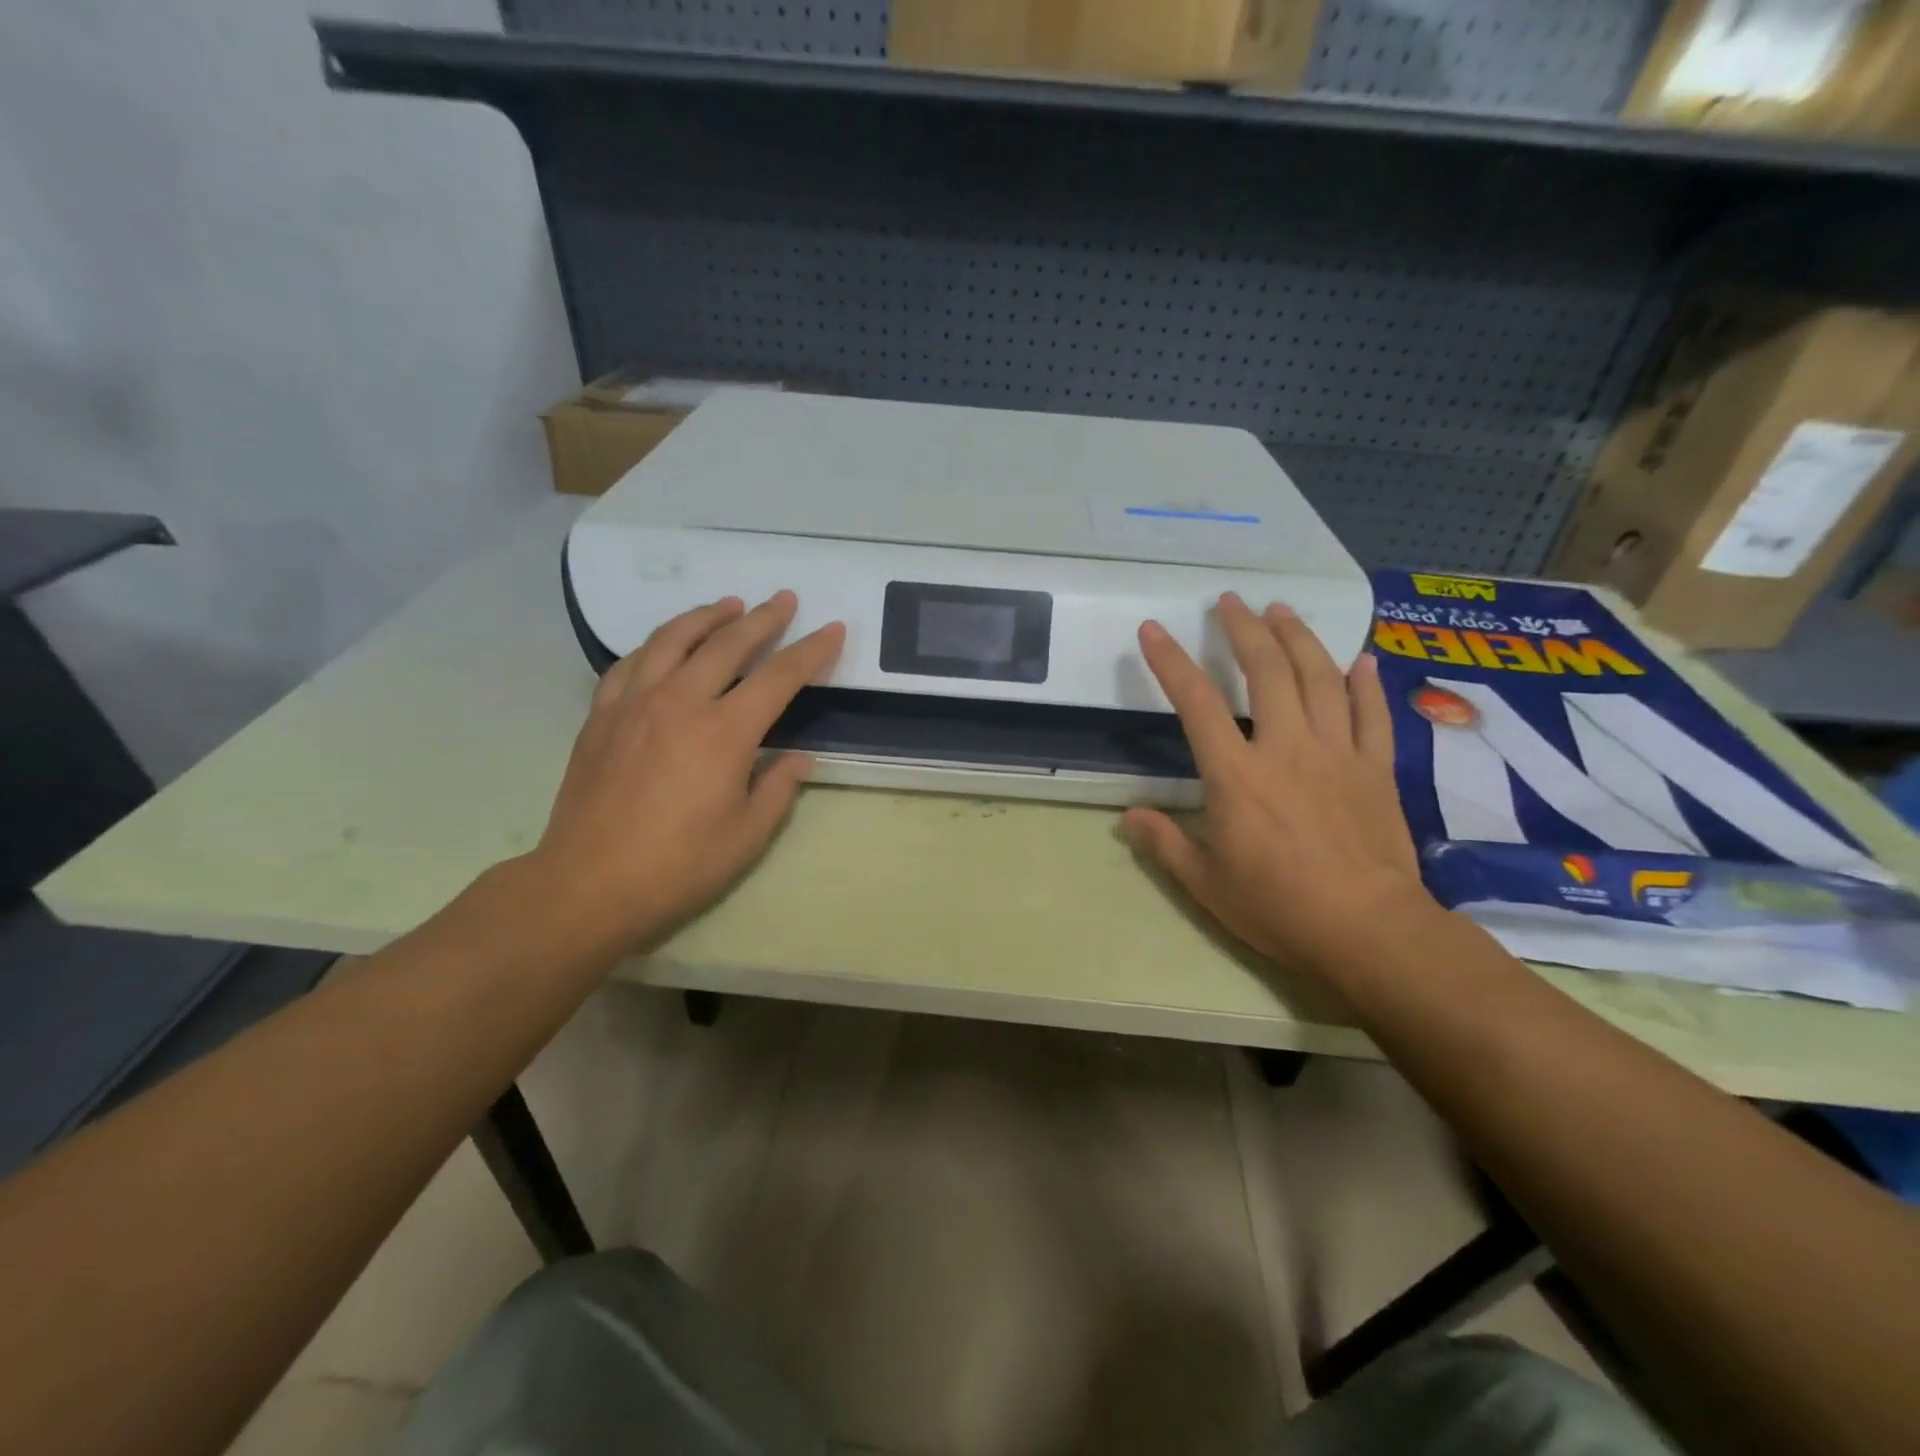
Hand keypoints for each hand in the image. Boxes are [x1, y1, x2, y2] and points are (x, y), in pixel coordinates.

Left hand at [529, 591, 843, 950]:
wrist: (588, 884)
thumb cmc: (678, 866)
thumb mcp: (747, 836)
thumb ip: (778, 789)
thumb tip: (796, 759)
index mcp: (724, 733)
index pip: (779, 677)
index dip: (811, 651)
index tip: (832, 629)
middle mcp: (680, 703)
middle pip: (728, 644)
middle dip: (763, 619)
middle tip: (784, 599)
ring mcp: (634, 704)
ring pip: (673, 639)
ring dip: (707, 617)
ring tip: (728, 604)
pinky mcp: (601, 716)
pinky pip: (631, 663)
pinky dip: (656, 644)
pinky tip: (666, 644)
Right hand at [1122, 593, 1435, 981]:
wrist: (1369, 931)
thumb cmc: (1278, 907)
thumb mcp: (1205, 883)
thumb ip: (1163, 843)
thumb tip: (1129, 816)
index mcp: (1237, 775)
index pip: (1197, 702)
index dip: (1171, 661)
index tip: (1153, 629)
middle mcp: (1286, 748)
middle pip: (1266, 671)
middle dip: (1244, 629)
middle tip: (1231, 601)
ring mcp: (1338, 753)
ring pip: (1320, 678)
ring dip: (1299, 638)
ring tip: (1282, 610)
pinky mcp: (1377, 769)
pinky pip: (1372, 714)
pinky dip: (1365, 683)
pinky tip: (1359, 659)